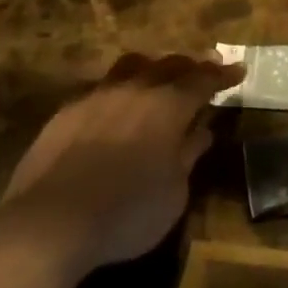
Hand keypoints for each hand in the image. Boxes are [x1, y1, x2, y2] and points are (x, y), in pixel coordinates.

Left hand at [4, 53, 242, 274]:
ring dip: (152, 68)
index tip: (238, 70)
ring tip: (158, 75)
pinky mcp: (67, 111)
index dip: (223, 75)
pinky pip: (101, 87)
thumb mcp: (173, 194)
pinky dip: (119, 90)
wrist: (49, 222)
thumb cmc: (126, 212)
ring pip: (132, 66)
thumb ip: (188, 156)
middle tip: (205, 67)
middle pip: (170, 65)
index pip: (204, 80)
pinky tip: (115, 104)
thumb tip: (202, 131)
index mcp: (169, 105)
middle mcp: (137, 89)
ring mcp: (99, 96)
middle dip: (191, 65)